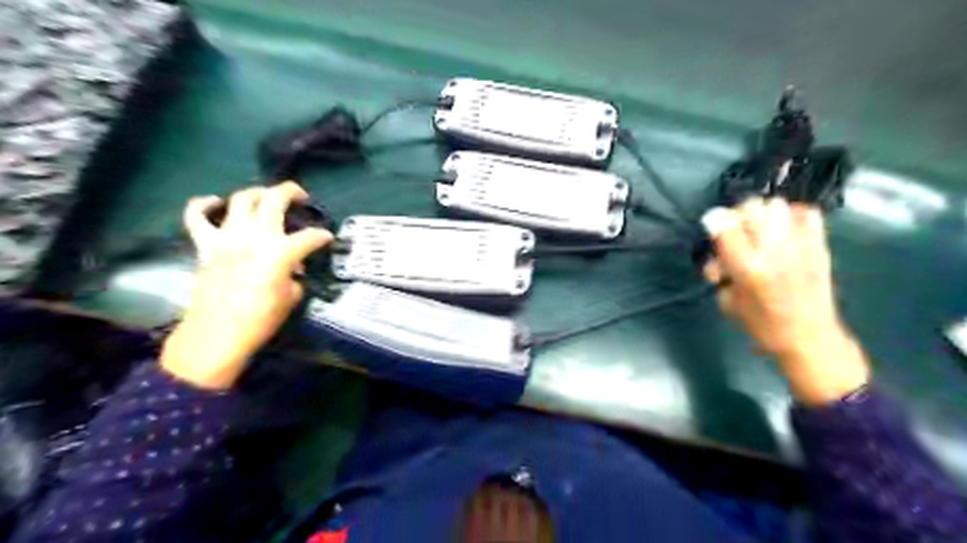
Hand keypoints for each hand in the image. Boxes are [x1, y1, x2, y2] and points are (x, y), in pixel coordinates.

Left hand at [162, 182, 331, 389]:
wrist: (217, 335)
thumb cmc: (260, 319)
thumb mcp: (291, 298)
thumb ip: (294, 276)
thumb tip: (292, 270)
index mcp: (281, 252)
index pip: (310, 236)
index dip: (322, 237)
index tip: (328, 239)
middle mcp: (255, 236)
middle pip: (274, 200)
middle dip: (291, 193)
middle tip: (301, 198)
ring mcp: (227, 237)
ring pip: (241, 199)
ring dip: (257, 193)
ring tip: (266, 197)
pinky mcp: (206, 245)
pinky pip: (196, 217)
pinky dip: (203, 205)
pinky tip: (214, 202)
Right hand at [704, 197, 868, 403]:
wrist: (809, 337)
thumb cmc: (761, 324)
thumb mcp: (727, 300)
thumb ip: (718, 268)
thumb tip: (715, 241)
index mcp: (747, 267)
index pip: (724, 223)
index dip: (714, 221)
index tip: (712, 230)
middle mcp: (774, 250)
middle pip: (751, 206)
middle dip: (738, 217)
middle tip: (737, 235)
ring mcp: (801, 244)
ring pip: (776, 204)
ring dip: (762, 214)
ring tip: (760, 232)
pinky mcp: (820, 244)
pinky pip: (806, 212)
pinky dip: (792, 214)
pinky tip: (785, 229)